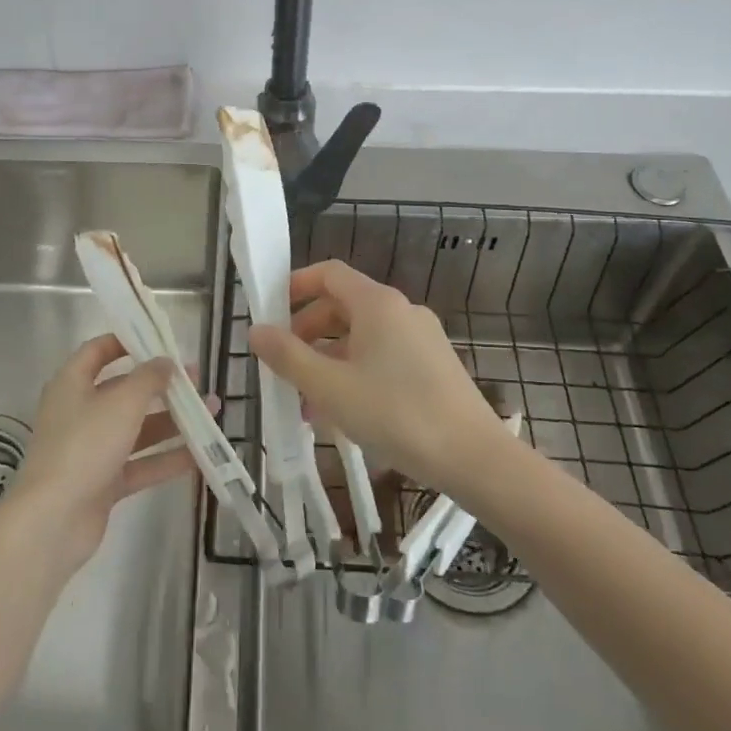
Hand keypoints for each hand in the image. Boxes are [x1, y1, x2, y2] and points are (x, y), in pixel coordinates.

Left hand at [8, 335, 206, 573]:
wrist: (53, 521)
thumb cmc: (84, 445)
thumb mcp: (122, 402)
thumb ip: (148, 378)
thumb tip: (166, 361)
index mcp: (72, 384)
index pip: (98, 351)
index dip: (127, 341)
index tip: (160, 340)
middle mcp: (80, 412)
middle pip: (124, 391)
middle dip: (161, 385)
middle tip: (197, 379)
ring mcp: (91, 449)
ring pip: (137, 429)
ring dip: (172, 420)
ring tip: (211, 412)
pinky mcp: (102, 483)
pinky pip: (140, 463)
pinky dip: (166, 458)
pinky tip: (201, 454)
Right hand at [249, 260, 509, 495]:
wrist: (474, 457)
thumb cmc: (395, 413)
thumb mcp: (330, 387)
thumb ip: (288, 356)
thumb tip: (256, 330)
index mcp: (377, 303)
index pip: (329, 273)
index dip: (296, 286)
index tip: (270, 311)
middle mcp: (401, 310)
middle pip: (343, 305)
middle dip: (308, 331)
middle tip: (284, 364)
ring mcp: (422, 337)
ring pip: (362, 336)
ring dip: (329, 358)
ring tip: (307, 401)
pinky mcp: (433, 365)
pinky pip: (383, 356)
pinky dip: (356, 371)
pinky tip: (344, 412)